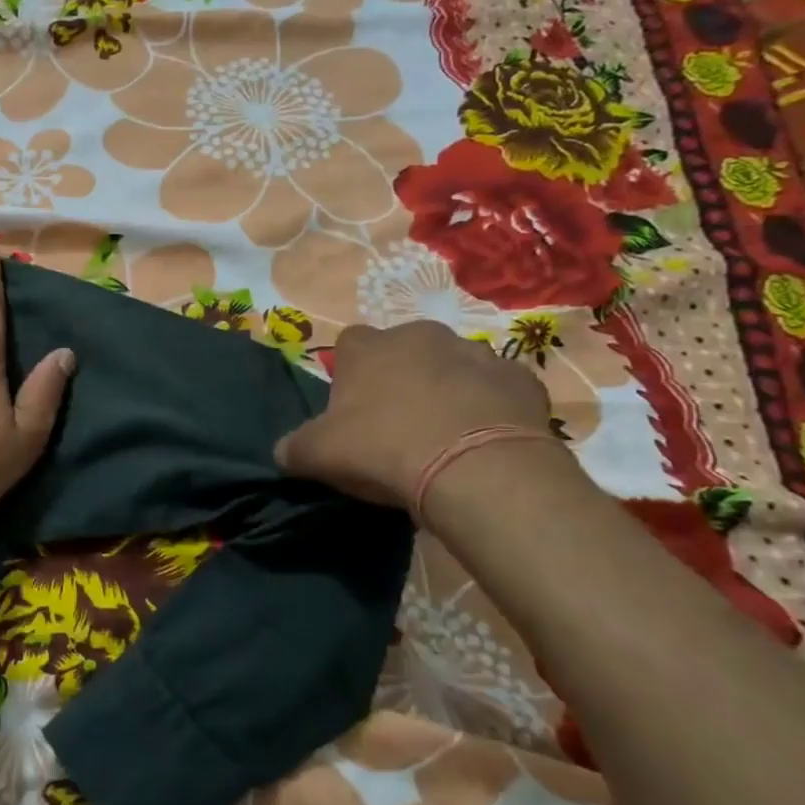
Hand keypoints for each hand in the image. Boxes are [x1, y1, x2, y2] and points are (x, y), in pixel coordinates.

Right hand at [274, 321, 559, 509]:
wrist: (475, 468)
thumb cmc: (384, 449)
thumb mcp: (319, 455)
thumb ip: (294, 448)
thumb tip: (283, 451)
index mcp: (368, 348)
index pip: (349, 345)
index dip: (349, 375)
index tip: (352, 410)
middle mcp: (420, 336)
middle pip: (403, 350)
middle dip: (400, 377)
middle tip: (398, 424)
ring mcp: (475, 352)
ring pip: (453, 365)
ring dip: (447, 389)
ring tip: (445, 435)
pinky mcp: (520, 378)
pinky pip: (497, 389)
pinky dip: (490, 407)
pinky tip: (484, 440)